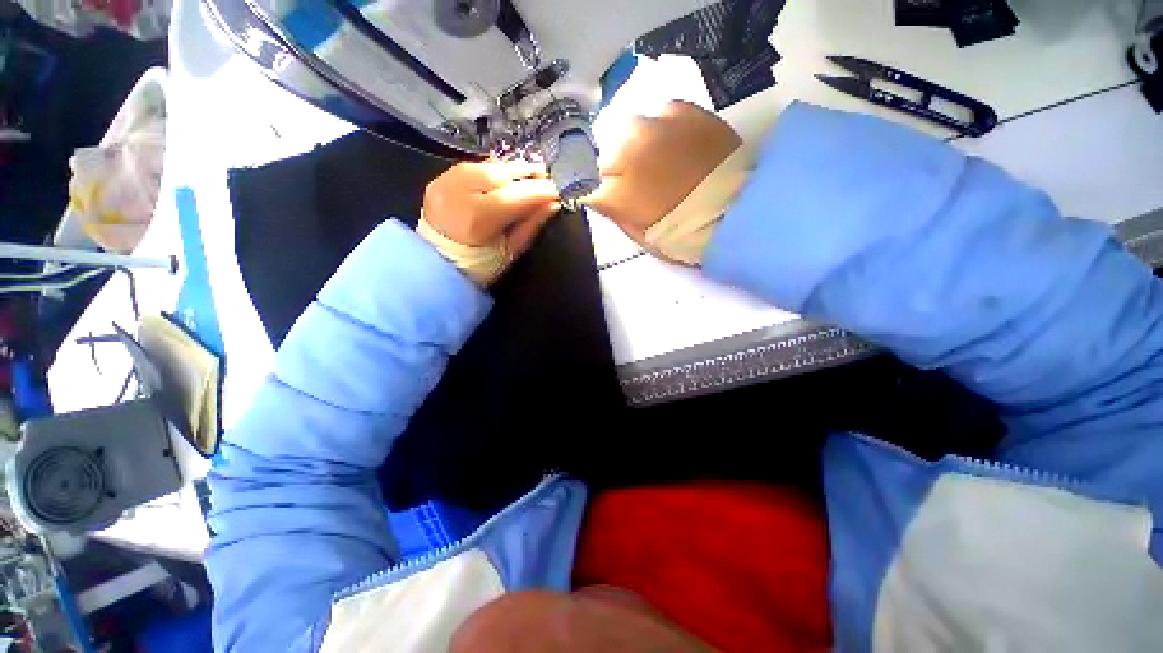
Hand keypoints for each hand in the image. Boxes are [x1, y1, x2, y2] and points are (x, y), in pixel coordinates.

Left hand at [420, 161, 560, 285]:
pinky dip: (493, 169)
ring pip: (486, 166)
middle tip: (546, 178)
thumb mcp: (509, 252)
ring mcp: (445, 184)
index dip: (539, 191)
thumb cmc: (477, 267)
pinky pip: (472, 166)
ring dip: (511, 169)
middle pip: (500, 174)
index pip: (515, 196)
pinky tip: (506, 174)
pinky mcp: (439, 179)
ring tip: (530, 174)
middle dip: (527, 174)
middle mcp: (458, 194)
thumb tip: (552, 205)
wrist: (436, 265)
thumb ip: (530, 226)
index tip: (557, 191)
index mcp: (477, 219)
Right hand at [585, 101, 740, 245]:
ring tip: (658, 162)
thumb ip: (614, 212)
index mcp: (615, 190)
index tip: (606, 198)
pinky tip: (676, 146)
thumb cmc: (685, 234)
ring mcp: (654, 125)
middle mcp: (626, 150)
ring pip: (627, 131)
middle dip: (613, 168)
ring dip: (635, 147)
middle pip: (603, 154)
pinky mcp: (682, 110)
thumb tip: (598, 194)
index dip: (594, 191)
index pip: (584, 183)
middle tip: (636, 183)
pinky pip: (658, 115)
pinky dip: (661, 131)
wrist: (739, 209)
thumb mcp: (641, 236)